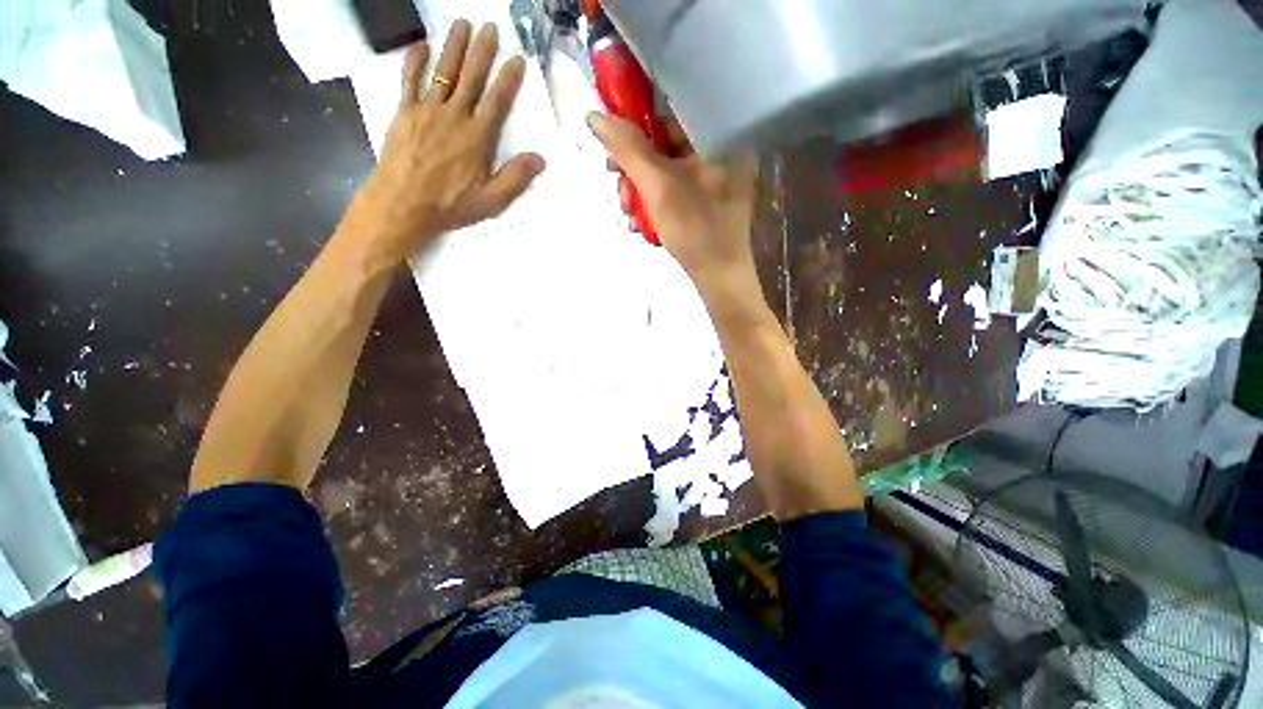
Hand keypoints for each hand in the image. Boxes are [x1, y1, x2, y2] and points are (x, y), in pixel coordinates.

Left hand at [348, 21, 545, 266]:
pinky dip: (415, 61)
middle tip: (490, 27)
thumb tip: (539, 158)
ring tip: (462, 24)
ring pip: (443, 71)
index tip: (517, 58)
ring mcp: (427, 110)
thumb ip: (516, 178)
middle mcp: (455, 116)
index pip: (497, 101)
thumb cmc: (451, 204)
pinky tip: (422, 46)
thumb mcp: (492, 200)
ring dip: (454, 46)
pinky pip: (409, 80)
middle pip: (471, 77)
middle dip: (482, 51)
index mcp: (478, 137)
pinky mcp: (404, 112)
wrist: (403, 202)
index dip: (508, 79)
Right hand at [588, 113, 757, 283]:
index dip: (636, 128)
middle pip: (665, 148)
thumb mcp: (656, 186)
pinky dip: (655, 204)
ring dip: (640, 193)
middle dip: (635, 174)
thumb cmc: (693, 228)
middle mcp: (721, 151)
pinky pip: (674, 191)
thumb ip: (626, 150)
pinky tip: (642, 224)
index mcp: (720, 136)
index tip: (614, 151)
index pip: (670, 115)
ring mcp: (716, 179)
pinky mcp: (708, 201)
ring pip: (666, 172)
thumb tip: (594, 116)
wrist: (718, 276)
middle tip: (622, 195)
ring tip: (630, 215)